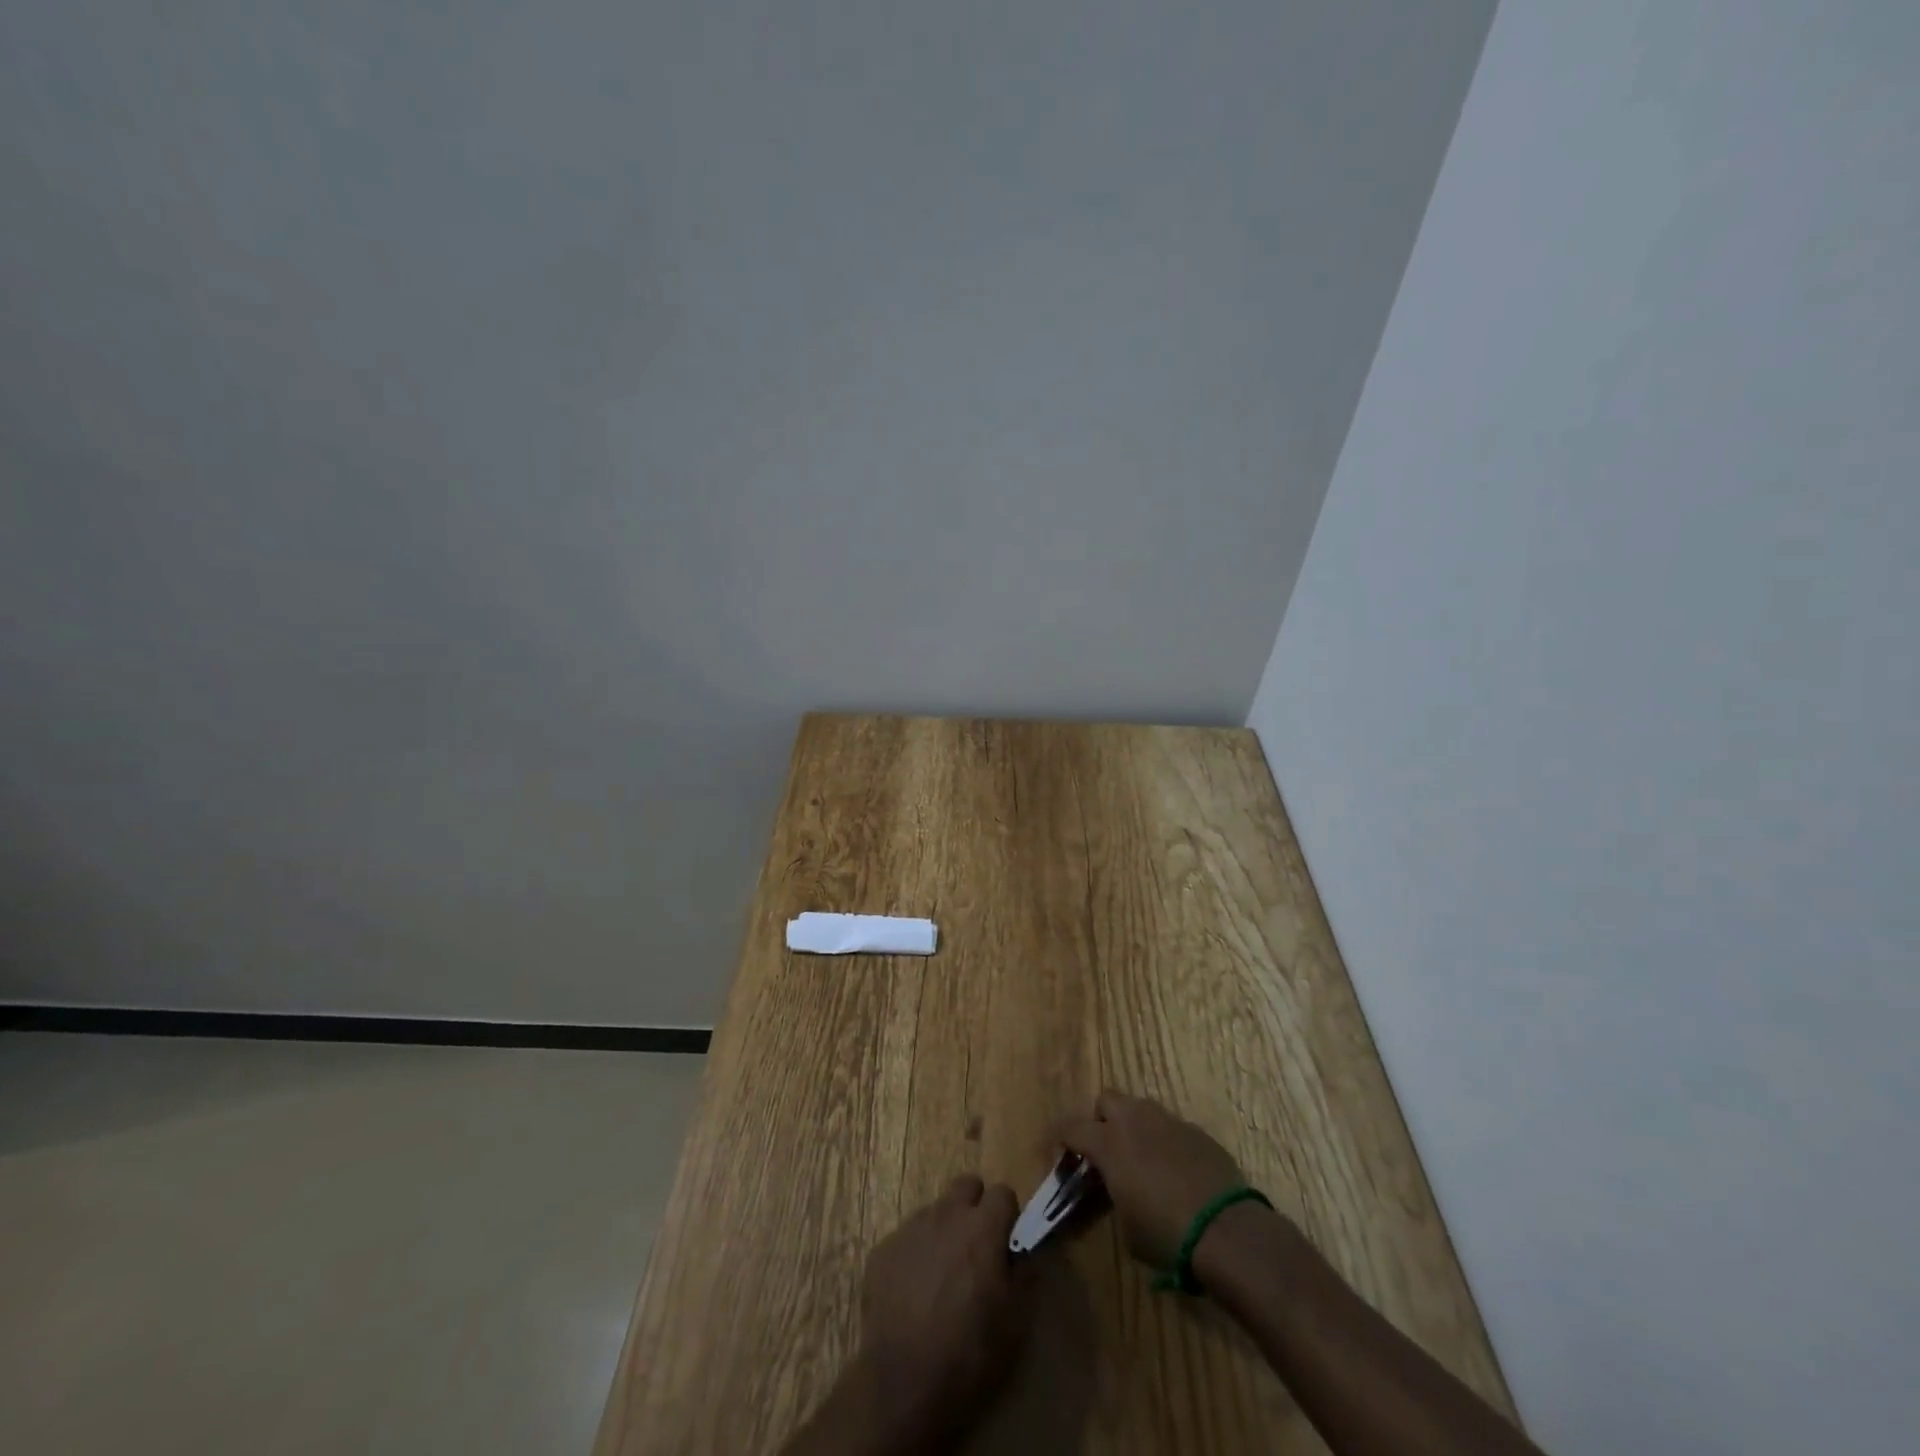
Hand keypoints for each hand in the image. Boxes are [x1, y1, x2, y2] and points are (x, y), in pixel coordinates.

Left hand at [853, 1174, 1032, 1443]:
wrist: (903, 1383)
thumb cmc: (969, 1353)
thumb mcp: (1016, 1321)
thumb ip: (1025, 1272)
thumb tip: (1023, 1249)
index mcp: (982, 1228)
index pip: (1003, 1192)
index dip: (1007, 1216)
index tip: (1006, 1244)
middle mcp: (946, 1214)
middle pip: (966, 1185)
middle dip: (975, 1208)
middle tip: (976, 1250)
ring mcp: (911, 1228)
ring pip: (935, 1211)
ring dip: (945, 1231)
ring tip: (942, 1278)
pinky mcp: (883, 1249)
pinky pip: (907, 1238)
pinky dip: (916, 1254)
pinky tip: (914, 1293)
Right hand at [1054, 1090, 1244, 1268]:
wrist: (1227, 1231)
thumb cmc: (1166, 1233)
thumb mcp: (1126, 1227)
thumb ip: (1112, 1196)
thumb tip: (1115, 1189)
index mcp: (1109, 1143)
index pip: (1071, 1127)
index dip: (1061, 1138)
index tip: (1060, 1151)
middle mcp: (1135, 1121)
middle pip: (1107, 1099)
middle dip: (1101, 1119)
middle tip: (1106, 1150)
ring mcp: (1169, 1121)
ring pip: (1141, 1108)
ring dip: (1134, 1126)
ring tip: (1141, 1159)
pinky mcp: (1196, 1131)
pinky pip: (1170, 1126)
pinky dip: (1164, 1141)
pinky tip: (1175, 1170)